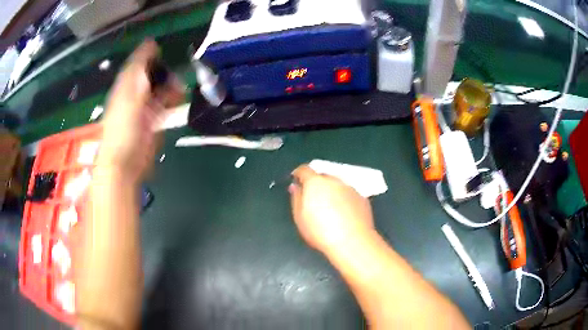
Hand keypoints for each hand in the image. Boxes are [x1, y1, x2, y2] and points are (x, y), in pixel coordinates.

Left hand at [97, 40, 184, 181]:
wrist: (126, 162)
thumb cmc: (123, 128)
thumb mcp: (129, 94)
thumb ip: (139, 69)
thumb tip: (150, 45)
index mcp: (125, 86)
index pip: (137, 64)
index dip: (147, 55)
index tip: (160, 48)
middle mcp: (134, 94)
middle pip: (150, 75)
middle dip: (163, 71)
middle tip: (174, 72)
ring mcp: (144, 108)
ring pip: (159, 89)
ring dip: (171, 85)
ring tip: (180, 88)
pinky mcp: (153, 121)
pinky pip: (164, 104)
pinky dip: (172, 99)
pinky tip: (179, 97)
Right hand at [289, 165, 374, 253]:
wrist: (353, 242)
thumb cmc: (321, 232)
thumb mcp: (300, 217)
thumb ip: (296, 198)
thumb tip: (295, 187)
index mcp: (316, 183)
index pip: (304, 170)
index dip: (298, 174)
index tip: (296, 181)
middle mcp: (334, 181)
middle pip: (322, 177)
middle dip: (316, 185)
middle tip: (312, 201)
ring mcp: (350, 188)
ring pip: (337, 186)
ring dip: (331, 192)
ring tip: (329, 211)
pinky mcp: (362, 198)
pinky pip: (349, 195)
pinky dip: (344, 200)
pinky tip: (343, 215)